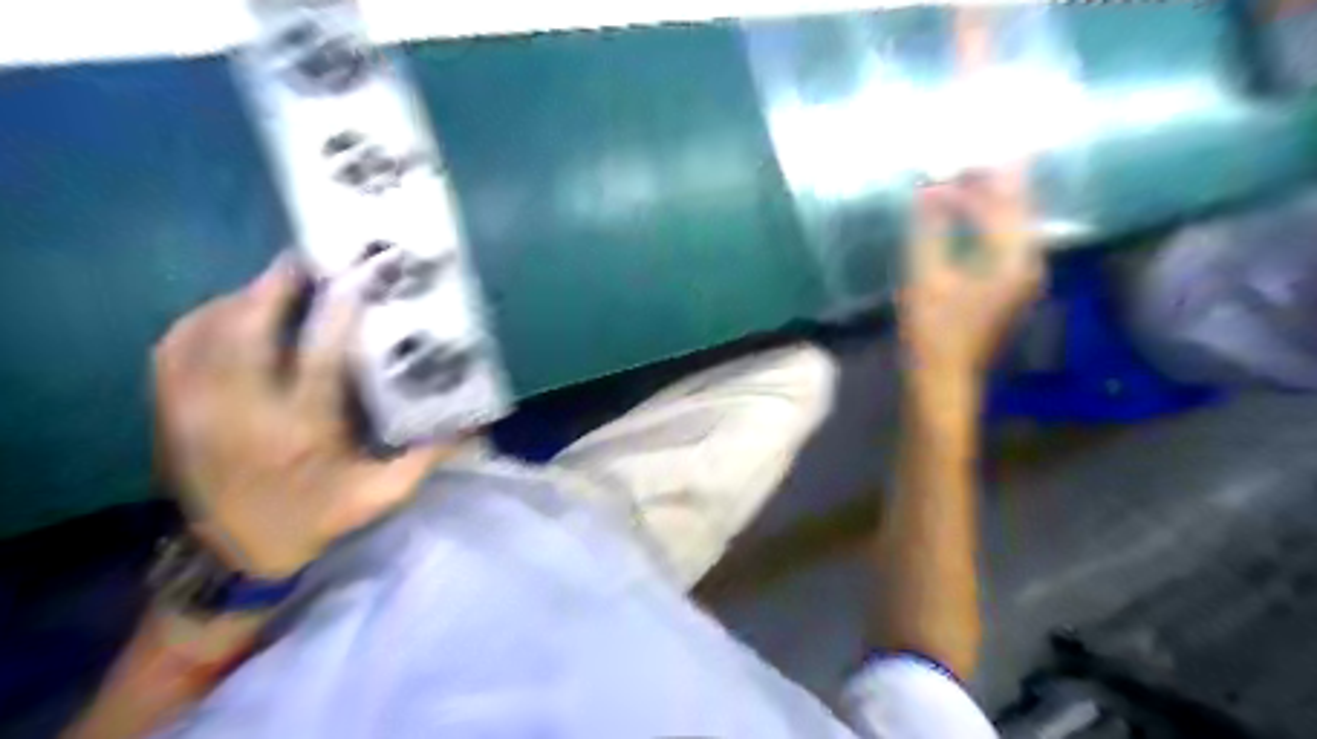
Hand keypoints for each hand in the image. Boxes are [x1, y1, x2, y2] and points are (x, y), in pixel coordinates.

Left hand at [153, 255, 447, 576]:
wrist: (230, 555)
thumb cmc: (314, 520)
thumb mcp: (381, 495)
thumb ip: (427, 457)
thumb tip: (476, 424)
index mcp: (302, 433)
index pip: (320, 357)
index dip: (339, 310)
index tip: (358, 276)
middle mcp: (242, 414)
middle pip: (248, 330)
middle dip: (277, 286)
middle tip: (308, 260)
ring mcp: (195, 409)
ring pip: (208, 330)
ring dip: (244, 297)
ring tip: (278, 282)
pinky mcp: (169, 409)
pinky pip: (175, 345)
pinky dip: (203, 317)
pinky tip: (231, 310)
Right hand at [901, 167, 1043, 379]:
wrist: (943, 376)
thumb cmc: (933, 330)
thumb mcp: (925, 277)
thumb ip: (929, 230)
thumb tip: (929, 190)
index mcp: (1013, 259)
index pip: (1002, 204)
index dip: (975, 181)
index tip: (949, 162)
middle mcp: (1027, 262)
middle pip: (1016, 209)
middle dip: (992, 181)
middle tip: (967, 155)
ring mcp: (1020, 275)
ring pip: (1010, 224)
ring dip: (990, 200)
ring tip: (964, 176)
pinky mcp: (1007, 284)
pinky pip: (1002, 240)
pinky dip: (985, 221)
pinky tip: (967, 214)